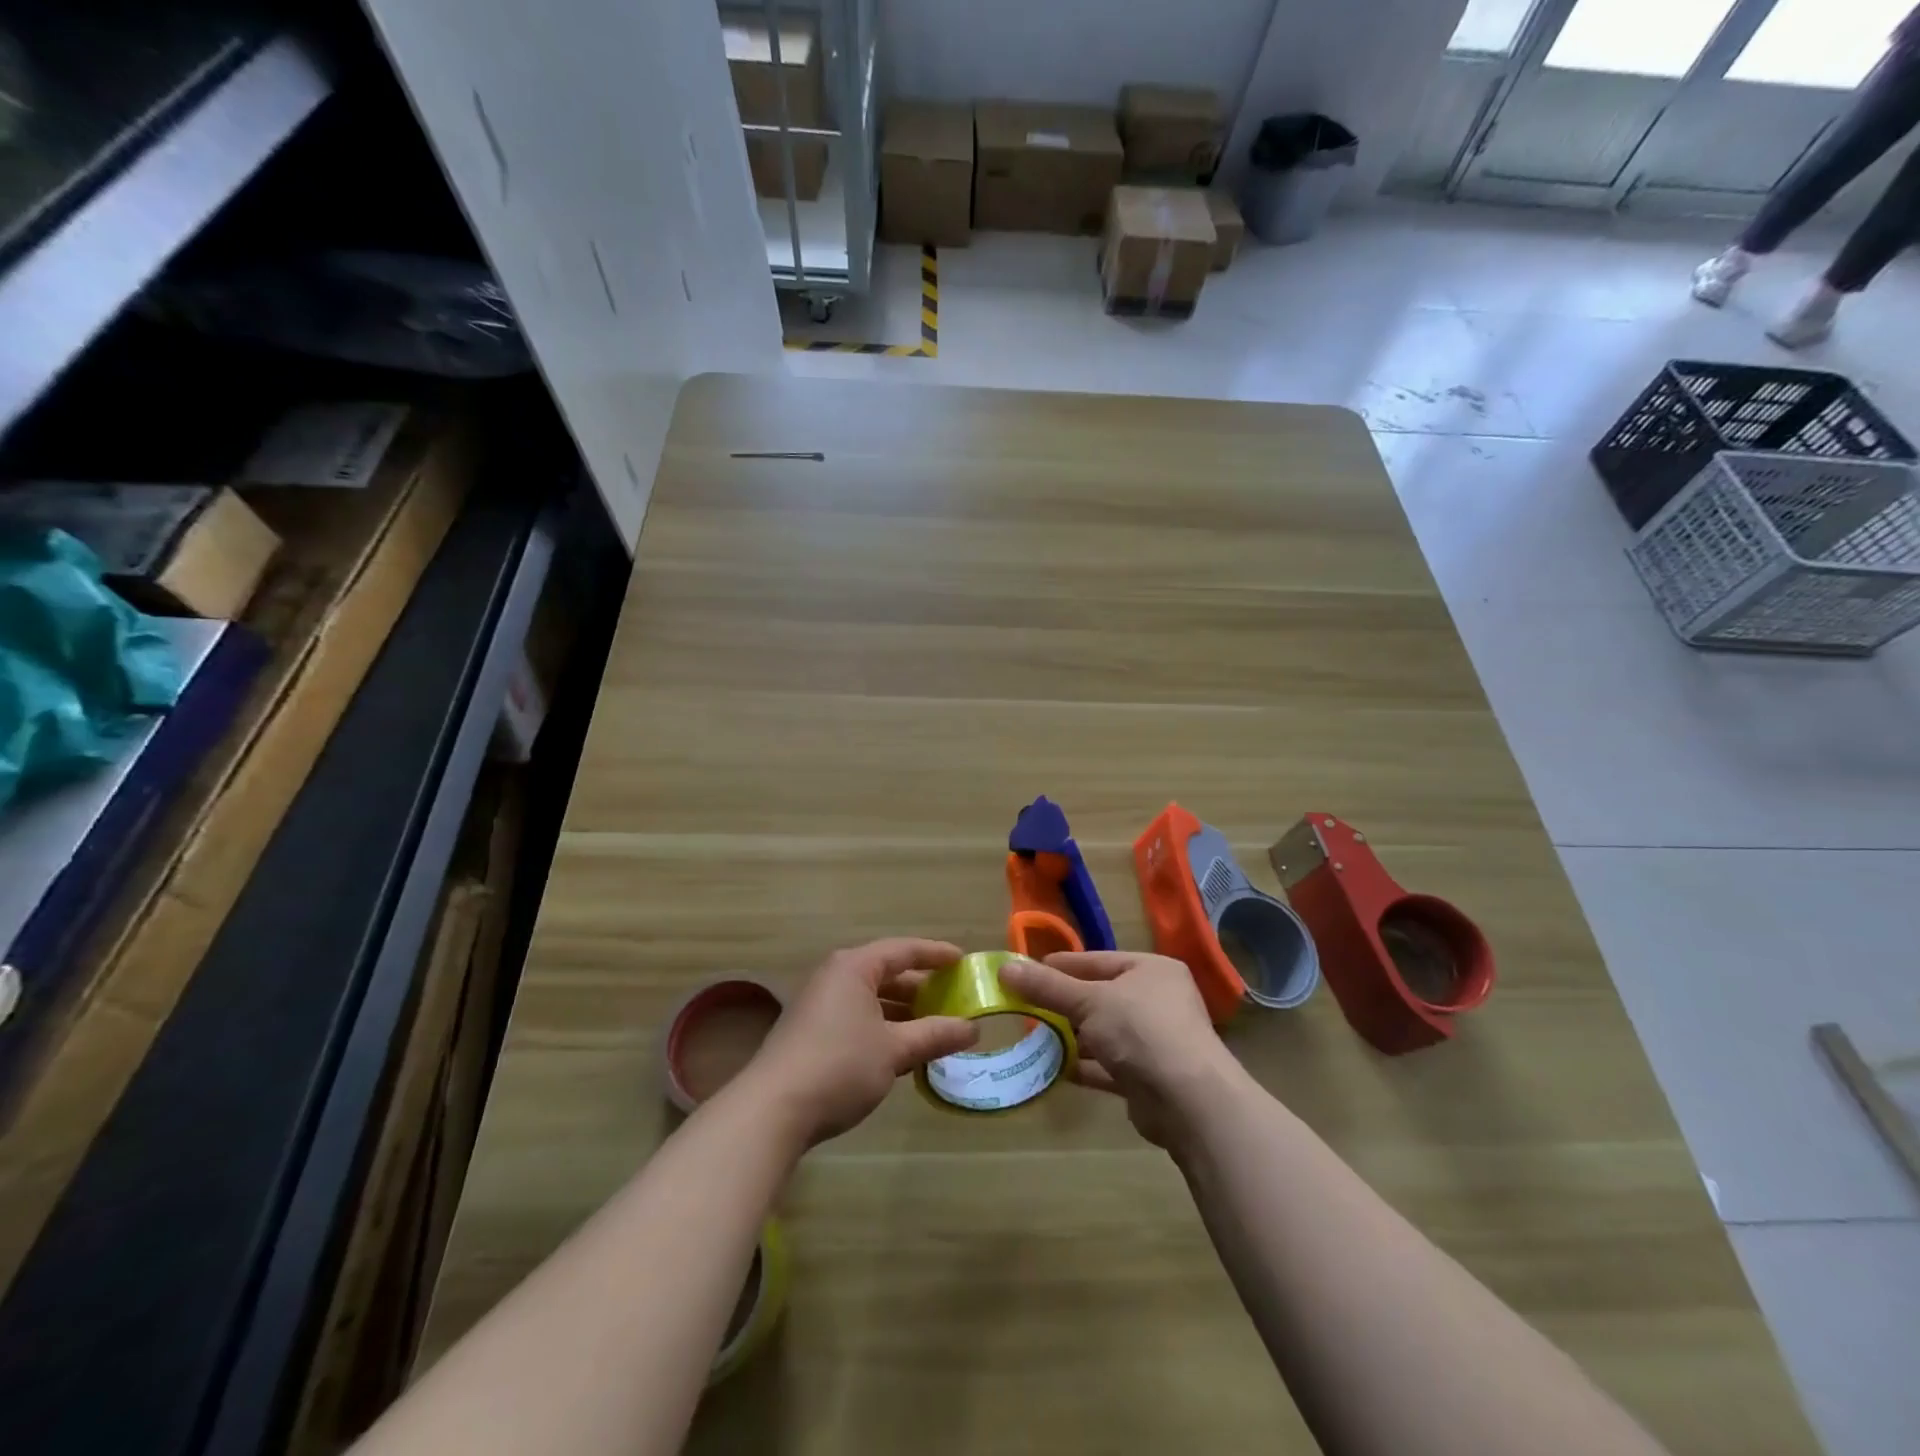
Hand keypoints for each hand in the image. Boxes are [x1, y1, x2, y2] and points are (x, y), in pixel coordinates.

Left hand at [741, 938, 978, 1143]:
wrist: (772, 1110)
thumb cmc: (840, 1065)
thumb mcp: (894, 1050)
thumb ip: (934, 1035)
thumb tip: (972, 1028)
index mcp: (854, 967)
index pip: (903, 950)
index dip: (935, 954)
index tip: (962, 960)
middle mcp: (835, 977)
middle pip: (886, 973)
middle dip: (920, 987)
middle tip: (953, 998)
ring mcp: (819, 1004)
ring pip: (871, 999)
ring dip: (902, 1012)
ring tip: (934, 1028)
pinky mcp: (811, 1032)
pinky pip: (857, 1017)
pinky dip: (883, 1027)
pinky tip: (901, 1051)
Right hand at [998, 950, 1237, 1147]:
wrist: (1188, 1102)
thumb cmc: (1141, 1031)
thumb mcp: (1088, 1001)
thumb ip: (1047, 987)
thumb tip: (1004, 969)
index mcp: (1151, 970)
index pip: (1098, 960)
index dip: (1062, 966)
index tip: (1026, 972)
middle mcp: (1157, 1001)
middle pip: (1100, 997)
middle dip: (1063, 1004)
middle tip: (1024, 1007)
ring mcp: (1155, 1041)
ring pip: (1103, 1033)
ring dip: (1071, 1037)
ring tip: (1033, 1037)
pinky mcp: (1147, 1078)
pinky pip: (1107, 1066)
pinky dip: (1083, 1066)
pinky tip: (1054, 1068)